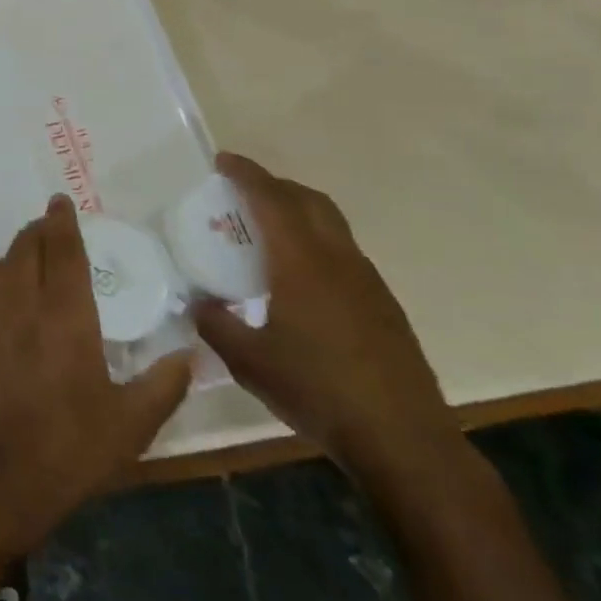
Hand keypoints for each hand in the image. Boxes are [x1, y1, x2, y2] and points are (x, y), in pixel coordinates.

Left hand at [0, 195, 191, 552]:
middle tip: (50, 226)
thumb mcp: (131, 425)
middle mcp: (21, 306)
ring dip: (14, 254)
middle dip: (37, 231)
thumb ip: (164, 385)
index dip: (61, 222)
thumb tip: (191, 354)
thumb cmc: (69, 449)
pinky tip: (7, 304)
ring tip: (29, 257)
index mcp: (64, 316)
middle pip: (24, 250)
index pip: (60, 252)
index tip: (61, 201)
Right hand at [191, 154, 460, 482]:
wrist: (402, 440)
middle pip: (309, 200)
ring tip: (268, 230)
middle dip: (275, 185)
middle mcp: (338, 260)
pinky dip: (316, 242)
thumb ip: (216, 324)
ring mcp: (367, 281)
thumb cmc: (317, 391)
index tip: (223, 160)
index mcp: (302, 263)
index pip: (271, 199)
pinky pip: (344, 252)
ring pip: (331, 224)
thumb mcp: (248, 361)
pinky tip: (300, 278)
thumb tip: (198, 303)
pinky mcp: (383, 305)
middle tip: (243, 190)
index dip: (246, 174)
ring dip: (299, 211)